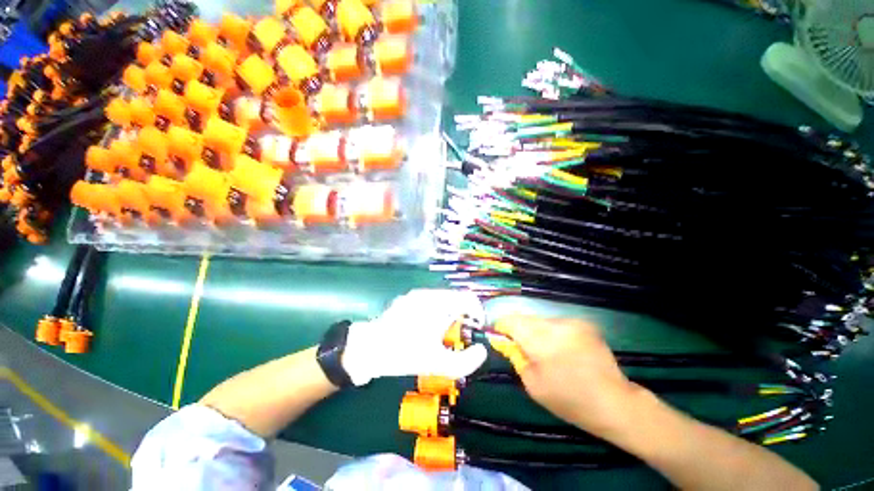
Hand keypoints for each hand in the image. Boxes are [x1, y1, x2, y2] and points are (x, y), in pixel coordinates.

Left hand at [341, 289, 488, 385]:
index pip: (469, 298)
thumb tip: (482, 351)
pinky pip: (431, 301)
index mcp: (439, 304)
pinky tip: (427, 328)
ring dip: (450, 313)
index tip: (476, 329)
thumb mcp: (438, 364)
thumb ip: (466, 362)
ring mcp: (417, 295)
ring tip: (443, 333)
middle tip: (459, 336)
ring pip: (444, 299)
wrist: (368, 348)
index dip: (478, 313)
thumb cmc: (404, 353)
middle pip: (457, 299)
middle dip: (463, 316)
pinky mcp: (408, 299)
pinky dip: (437, 311)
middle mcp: (429, 294)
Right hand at [495, 315, 642, 436]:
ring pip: (541, 320)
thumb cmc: (569, 399)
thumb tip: (501, 339)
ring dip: (536, 331)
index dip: (501, 327)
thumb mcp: (533, 384)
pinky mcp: (584, 323)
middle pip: (525, 318)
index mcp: (540, 340)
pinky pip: (557, 323)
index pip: (510, 321)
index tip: (499, 336)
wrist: (615, 403)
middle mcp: (555, 324)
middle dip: (518, 330)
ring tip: (545, 351)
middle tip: (522, 348)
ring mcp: (572, 322)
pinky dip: (552, 332)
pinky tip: (562, 349)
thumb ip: (515, 356)